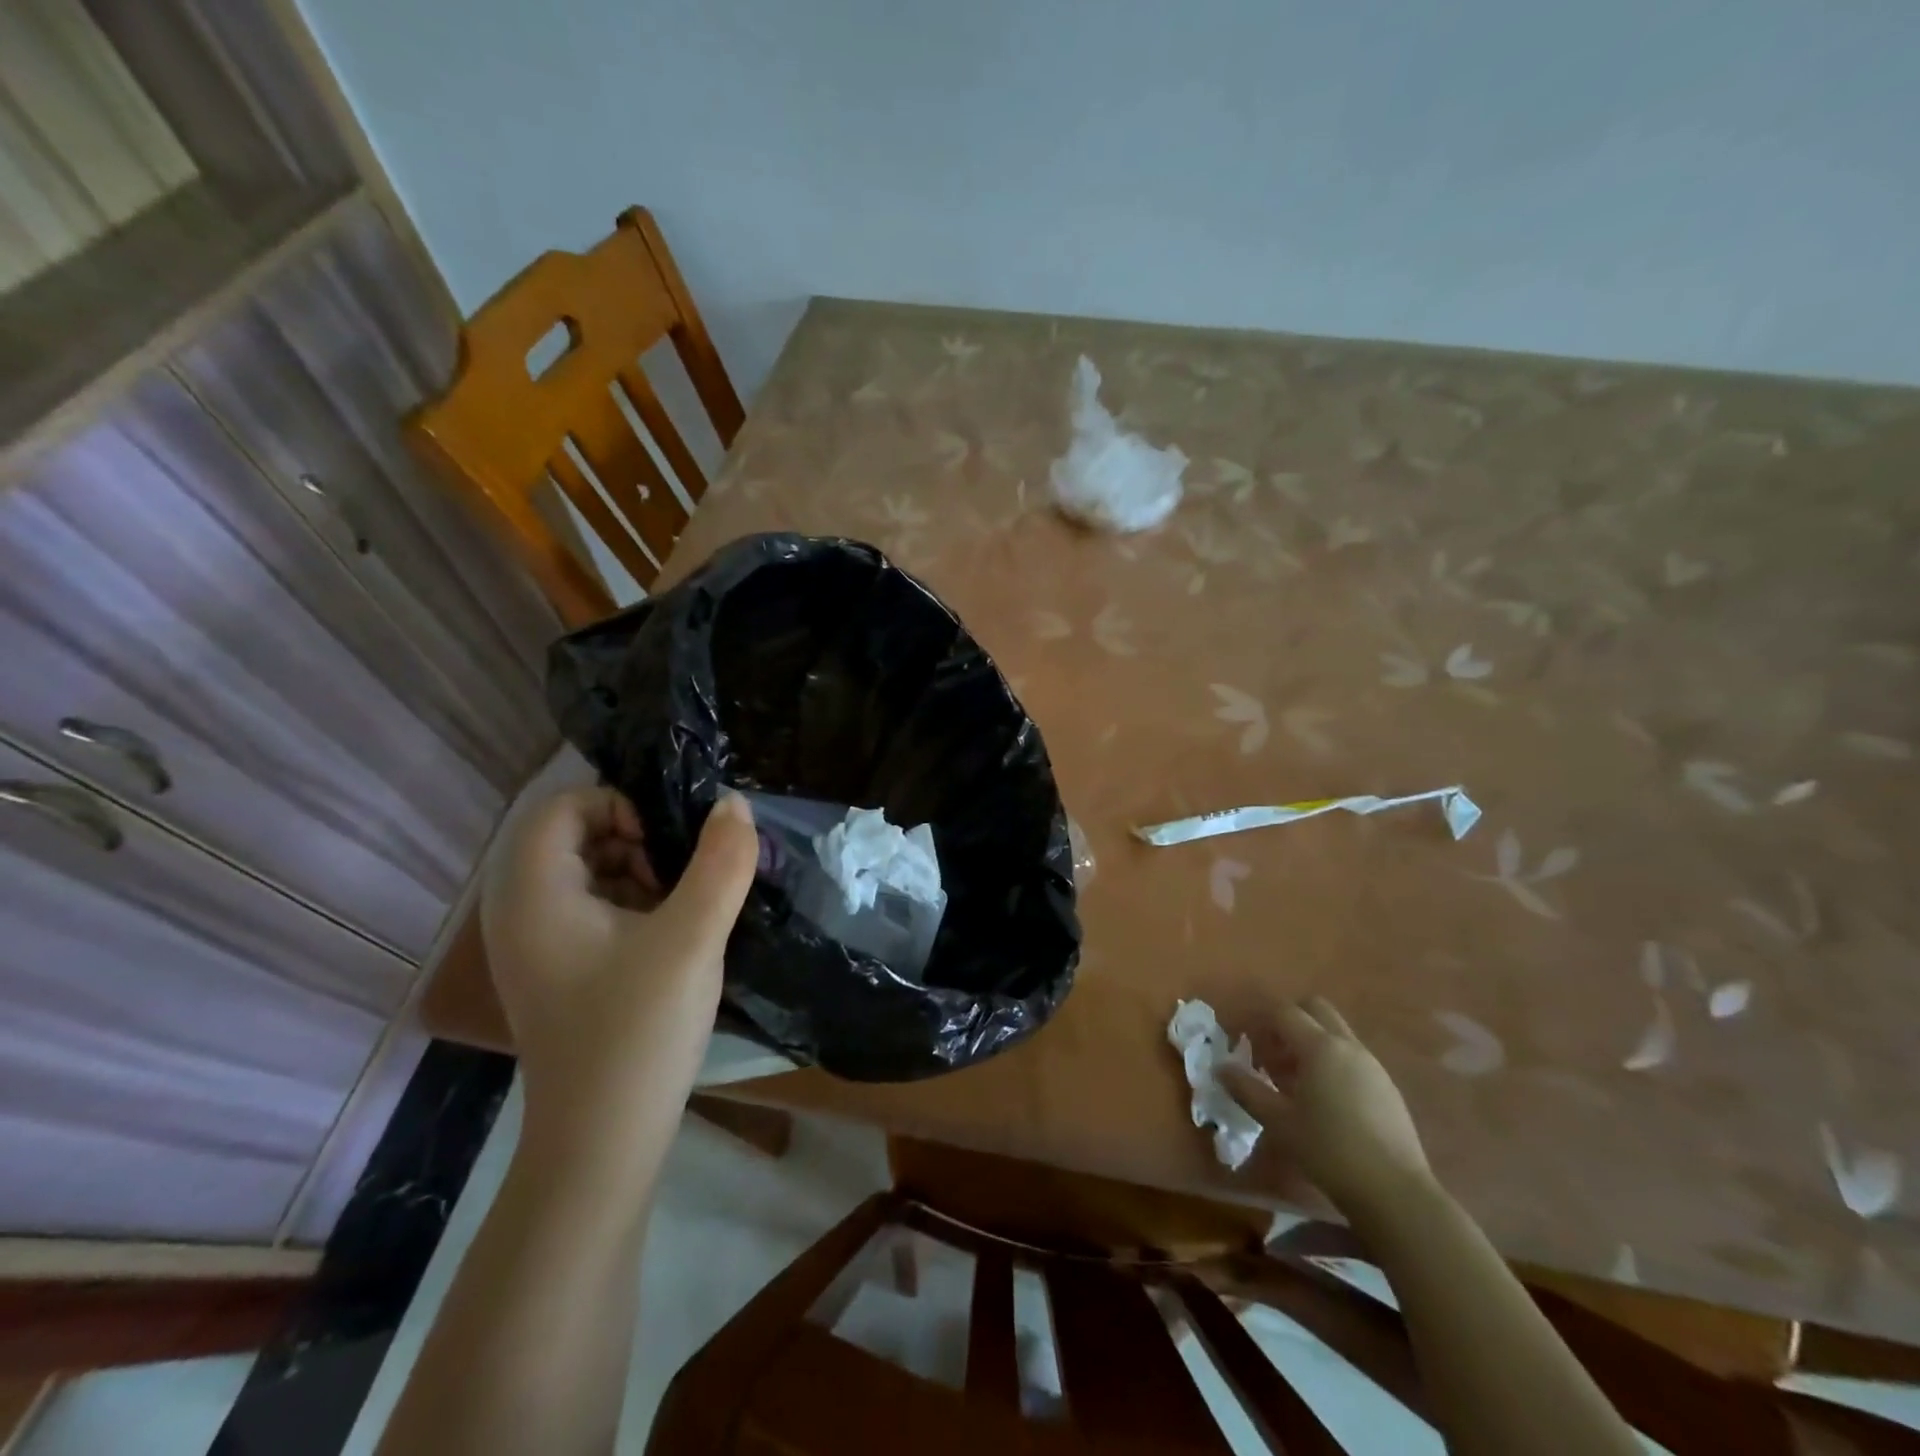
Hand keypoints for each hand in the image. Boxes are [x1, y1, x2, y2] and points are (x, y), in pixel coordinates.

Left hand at [481, 787, 757, 1151]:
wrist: (602, 1143)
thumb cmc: (639, 1031)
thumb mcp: (692, 938)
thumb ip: (721, 863)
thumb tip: (734, 803)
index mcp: (534, 895)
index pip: (563, 806)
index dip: (620, 807)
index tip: (667, 846)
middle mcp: (521, 912)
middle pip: (573, 835)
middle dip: (635, 839)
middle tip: (680, 877)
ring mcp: (536, 945)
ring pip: (587, 871)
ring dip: (638, 871)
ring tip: (681, 908)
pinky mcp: (558, 969)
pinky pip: (591, 907)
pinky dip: (631, 903)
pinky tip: (669, 937)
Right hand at [1228, 997, 1432, 1215]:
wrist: (1396, 1192)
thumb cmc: (1329, 1151)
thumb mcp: (1279, 1122)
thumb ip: (1247, 1090)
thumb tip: (1220, 1069)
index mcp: (1319, 1047)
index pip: (1284, 1012)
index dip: (1261, 1021)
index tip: (1247, 1043)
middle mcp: (1348, 1046)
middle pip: (1316, 1009)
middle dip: (1290, 1021)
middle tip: (1273, 1053)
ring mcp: (1372, 1065)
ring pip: (1336, 1033)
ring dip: (1312, 1043)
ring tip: (1295, 1082)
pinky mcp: (1388, 1087)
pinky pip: (1353, 1057)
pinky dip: (1333, 1063)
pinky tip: (1326, 1101)